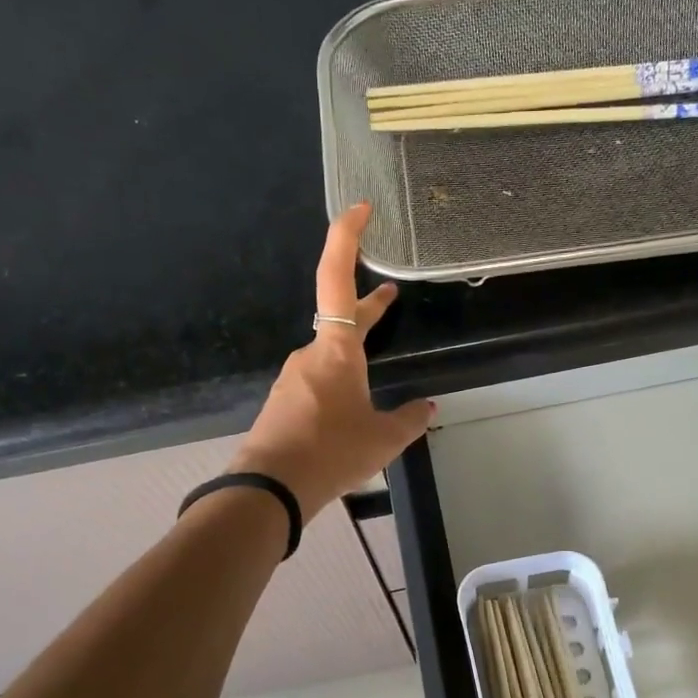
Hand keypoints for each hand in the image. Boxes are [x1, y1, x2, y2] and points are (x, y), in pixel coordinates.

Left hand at [231, 202, 433, 517]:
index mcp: (337, 351)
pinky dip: (339, 387)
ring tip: (376, 380)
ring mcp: (293, 380)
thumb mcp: (383, 439)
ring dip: (354, 357)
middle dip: (367, 309)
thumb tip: (426, 408)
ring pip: (330, 358)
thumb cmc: (332, 452)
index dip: (346, 238)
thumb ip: (409, 420)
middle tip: (388, 296)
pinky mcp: (284, 404)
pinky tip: (349, 415)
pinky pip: (317, 386)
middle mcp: (311, 356)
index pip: (337, 279)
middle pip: (339, 320)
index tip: (359, 209)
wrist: (270, 488)